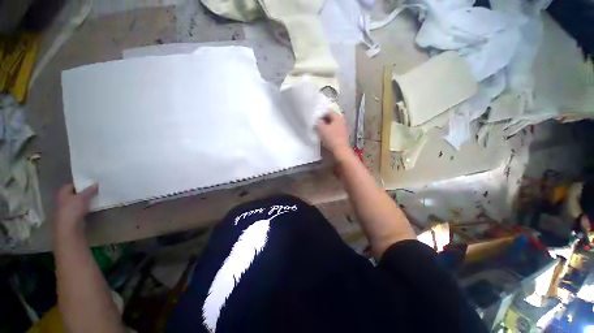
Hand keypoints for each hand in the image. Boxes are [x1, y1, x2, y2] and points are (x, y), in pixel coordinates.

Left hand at [54, 184, 97, 237]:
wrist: (69, 228)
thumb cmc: (72, 209)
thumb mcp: (82, 197)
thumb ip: (89, 190)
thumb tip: (96, 183)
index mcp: (63, 193)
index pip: (71, 185)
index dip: (80, 183)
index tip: (90, 183)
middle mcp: (63, 200)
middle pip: (74, 194)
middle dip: (83, 192)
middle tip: (95, 190)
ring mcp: (67, 209)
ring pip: (78, 202)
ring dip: (86, 200)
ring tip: (96, 197)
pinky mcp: (73, 216)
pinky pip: (81, 209)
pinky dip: (86, 207)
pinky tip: (94, 207)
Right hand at [317, 112, 350, 157]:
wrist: (340, 150)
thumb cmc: (331, 138)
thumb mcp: (322, 129)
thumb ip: (319, 122)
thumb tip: (319, 120)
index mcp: (337, 117)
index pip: (328, 111)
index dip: (321, 114)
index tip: (315, 118)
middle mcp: (341, 121)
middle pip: (331, 118)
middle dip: (324, 120)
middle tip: (317, 123)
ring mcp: (343, 129)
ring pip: (332, 125)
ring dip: (326, 126)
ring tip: (320, 130)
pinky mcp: (342, 136)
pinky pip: (334, 131)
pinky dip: (329, 131)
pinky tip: (325, 135)